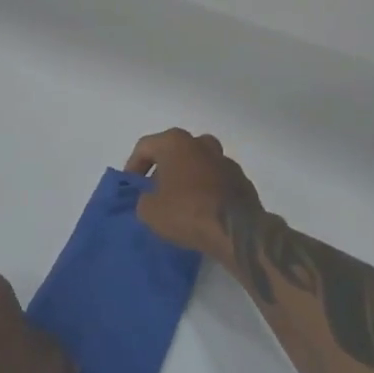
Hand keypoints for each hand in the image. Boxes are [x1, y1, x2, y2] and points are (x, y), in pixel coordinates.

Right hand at [124, 128, 261, 258]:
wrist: (236, 230)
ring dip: (186, 178)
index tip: (131, 187)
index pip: (145, 147)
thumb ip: (144, 199)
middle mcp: (201, 143)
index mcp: (175, 142)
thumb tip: (152, 199)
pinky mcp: (242, 180)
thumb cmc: (186, 211)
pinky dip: (206, 190)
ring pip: (198, 164)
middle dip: (162, 169)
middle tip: (154, 192)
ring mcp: (225, 160)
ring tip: (178, 202)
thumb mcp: (149, 210)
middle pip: (174, 152)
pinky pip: (215, 181)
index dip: (133, 167)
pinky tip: (201, 211)